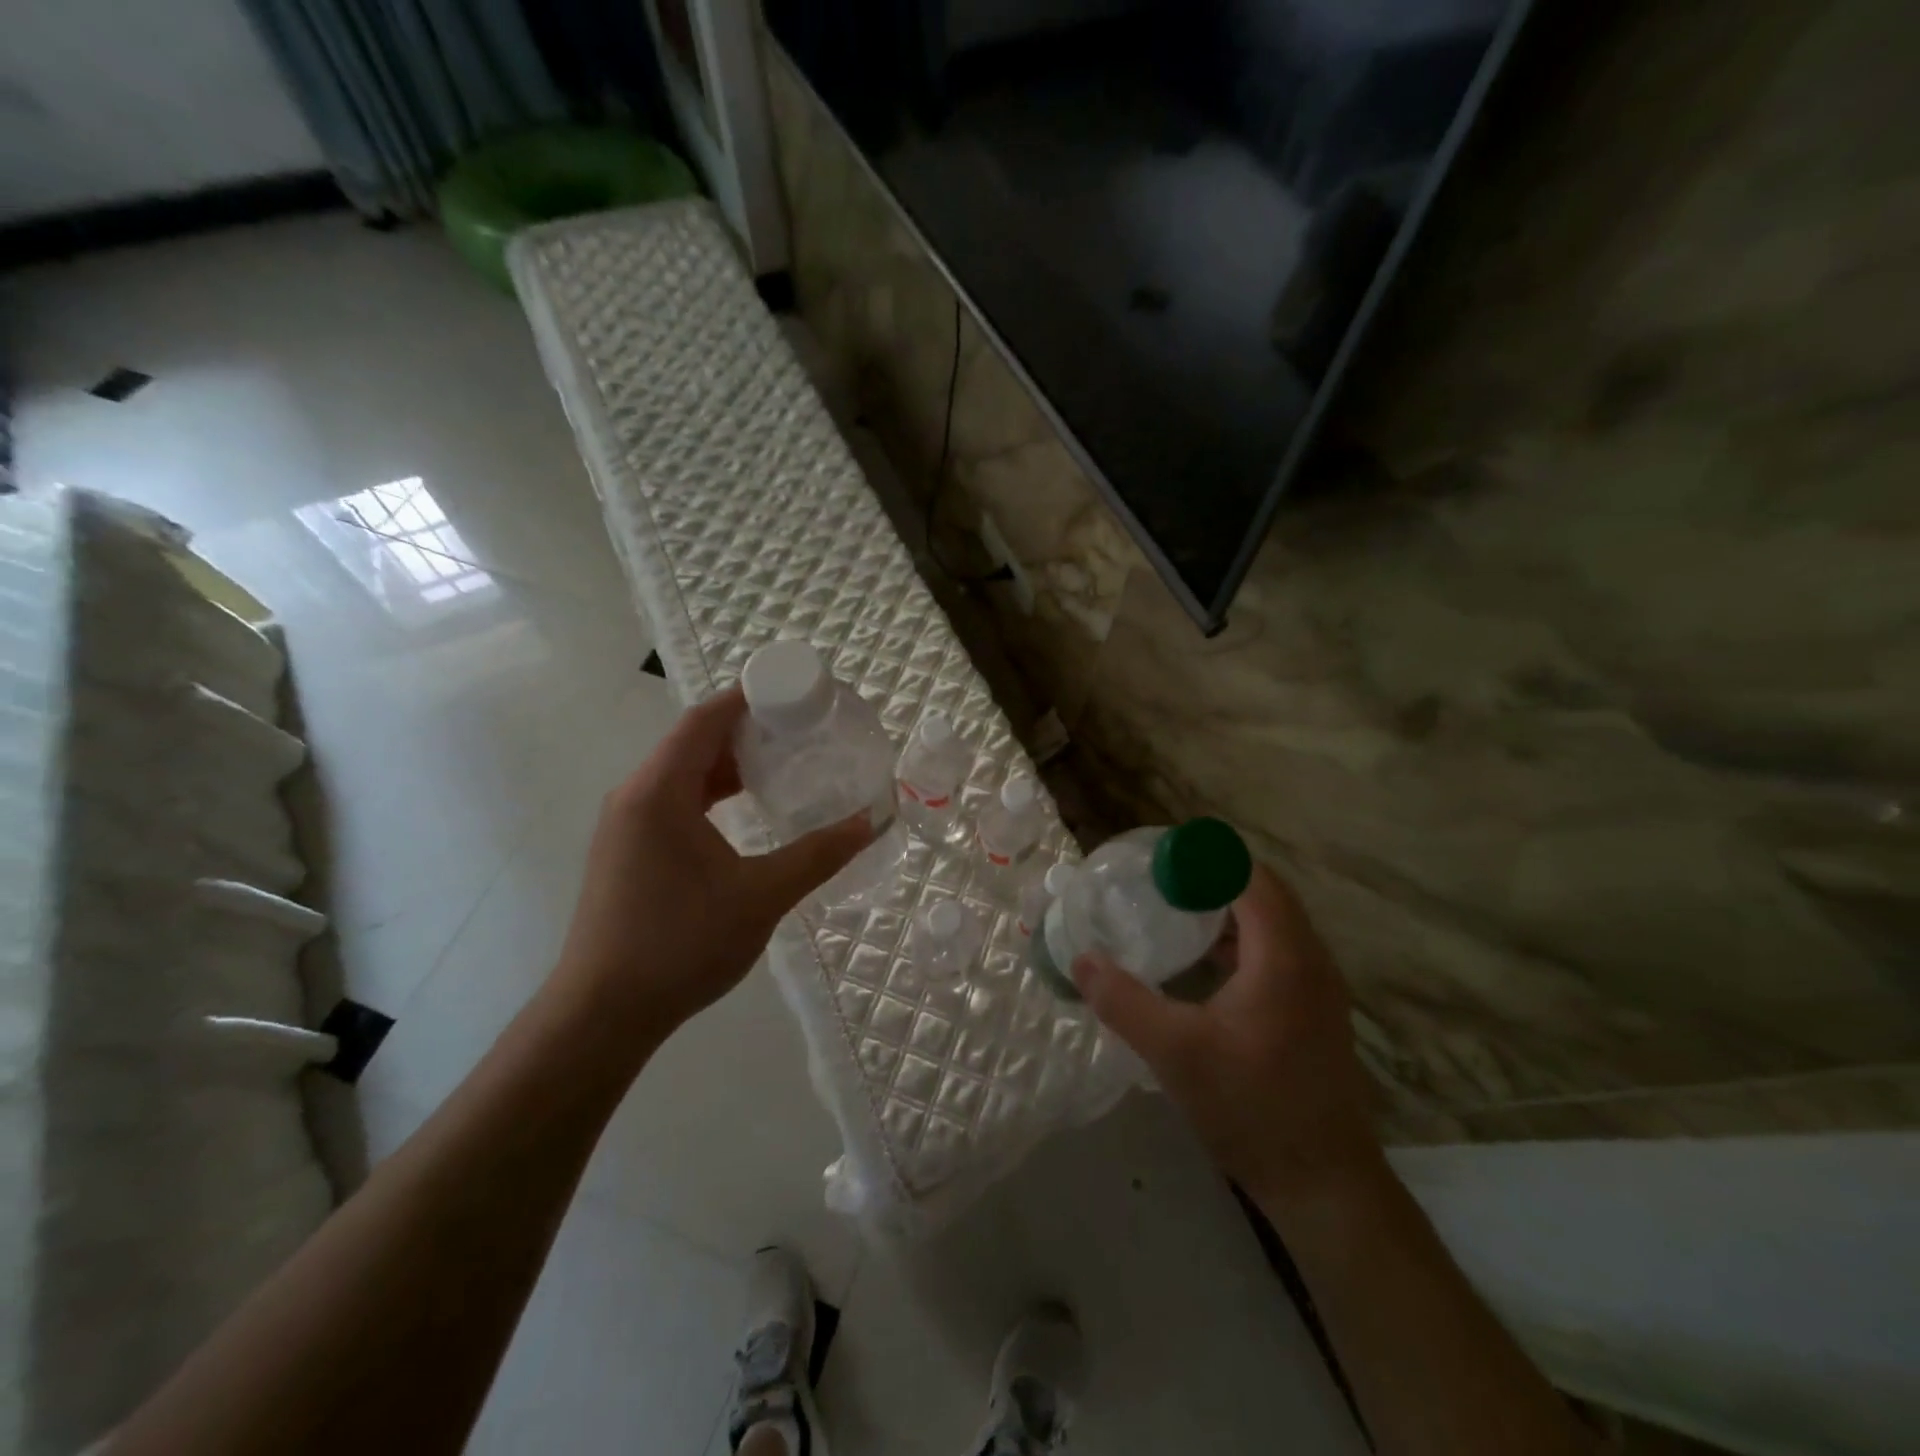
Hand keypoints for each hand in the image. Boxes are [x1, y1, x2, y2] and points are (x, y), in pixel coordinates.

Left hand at [551, 687, 872, 1035]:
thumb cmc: (681, 945)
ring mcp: (626, 824)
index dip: (749, 697)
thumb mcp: (762, 896)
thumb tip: (872, 821)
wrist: (603, 1013)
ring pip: (682, 771)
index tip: (797, 693)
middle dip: (747, 727)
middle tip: (803, 728)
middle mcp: (635, 795)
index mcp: (659, 791)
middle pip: (693, 740)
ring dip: (730, 762)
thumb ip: (819, 854)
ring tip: (784, 762)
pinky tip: (747, 808)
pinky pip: (674, 799)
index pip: (705, 719)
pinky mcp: (627, 849)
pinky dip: (712, 791)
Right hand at [1071, 863, 1382, 1211]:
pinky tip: (1204, 963)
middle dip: (1212, 879)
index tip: (1159, 861)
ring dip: (1227, 909)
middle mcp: (1310, 959)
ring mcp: (1318, 986)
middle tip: (1159, 882)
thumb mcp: (1175, 1053)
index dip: (1205, 860)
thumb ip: (1124, 1001)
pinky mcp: (1314, 1010)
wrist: (1325, 1184)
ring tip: (1174, 912)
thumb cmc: (1251, 1108)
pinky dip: (1241, 939)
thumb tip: (1081, 960)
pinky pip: (1277, 950)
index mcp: (1283, 956)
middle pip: (1263, 893)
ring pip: (1273, 922)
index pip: (1250, 877)